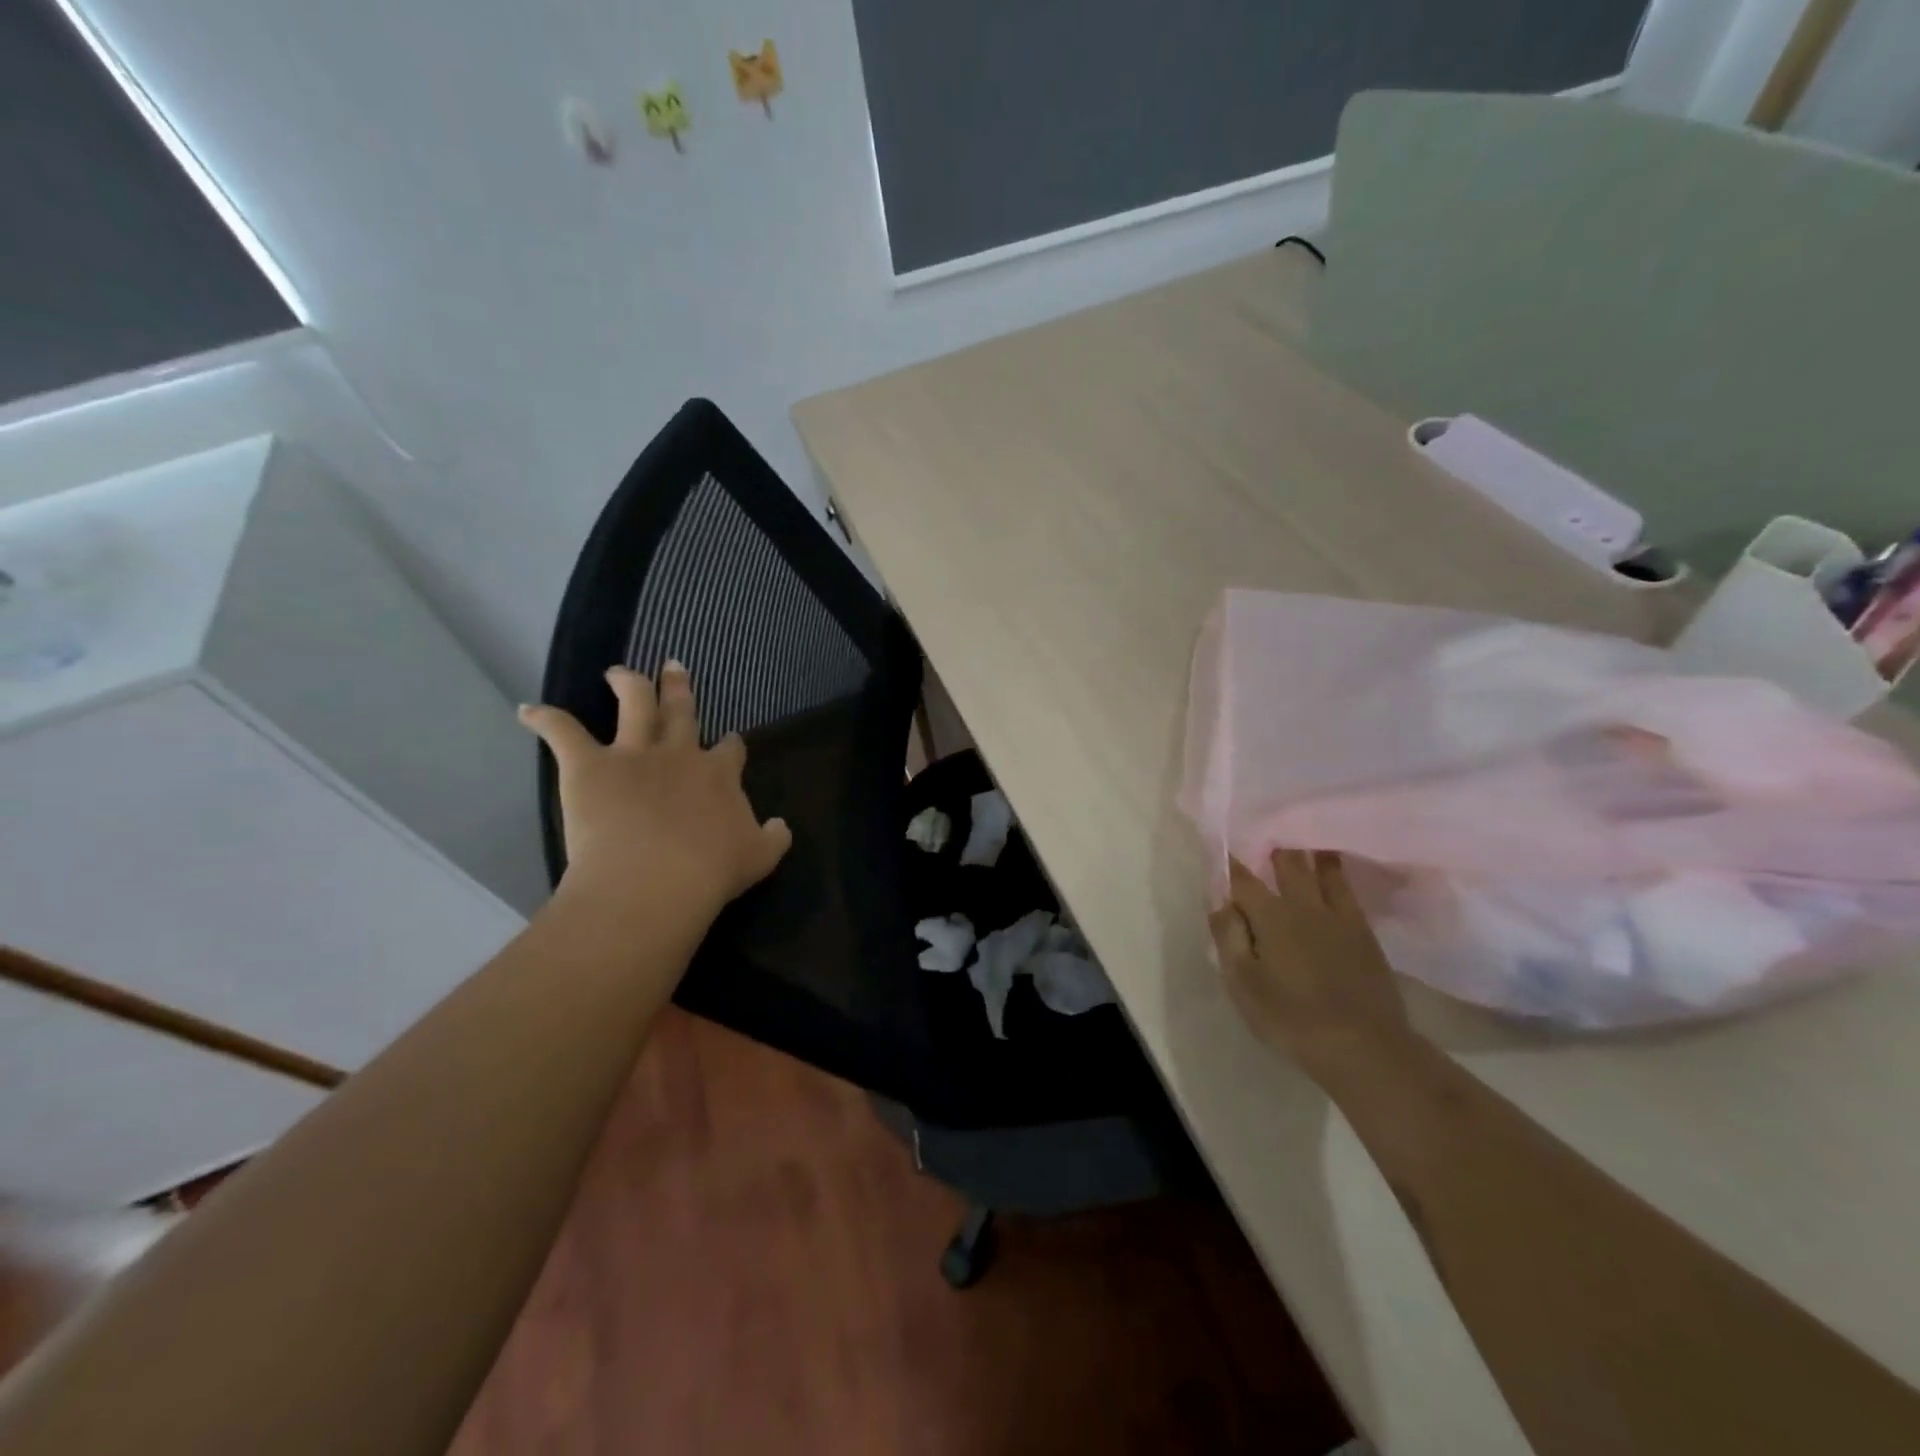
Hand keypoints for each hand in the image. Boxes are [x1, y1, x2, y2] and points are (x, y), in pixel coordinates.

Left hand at [520, 662, 791, 922]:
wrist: (656, 880)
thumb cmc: (711, 871)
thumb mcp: (759, 858)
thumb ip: (774, 837)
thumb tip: (782, 824)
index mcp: (719, 775)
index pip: (729, 750)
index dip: (729, 745)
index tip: (730, 741)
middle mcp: (679, 754)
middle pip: (681, 712)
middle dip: (678, 689)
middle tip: (673, 667)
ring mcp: (633, 755)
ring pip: (633, 705)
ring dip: (626, 683)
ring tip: (618, 672)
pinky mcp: (589, 766)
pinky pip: (563, 733)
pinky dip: (544, 720)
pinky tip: (528, 710)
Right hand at [1208, 850, 1415, 1083]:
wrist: (1365, 1047)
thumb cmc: (1291, 1018)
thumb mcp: (1243, 983)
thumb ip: (1229, 937)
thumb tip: (1220, 901)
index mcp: (1271, 916)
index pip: (1243, 879)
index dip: (1229, 863)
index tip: (1221, 848)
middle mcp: (1305, 905)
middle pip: (1287, 864)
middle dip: (1272, 846)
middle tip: (1264, 830)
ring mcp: (1340, 917)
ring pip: (1323, 870)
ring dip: (1310, 851)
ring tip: (1302, 834)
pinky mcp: (1365, 933)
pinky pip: (1349, 890)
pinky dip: (1338, 872)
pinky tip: (1336, 868)